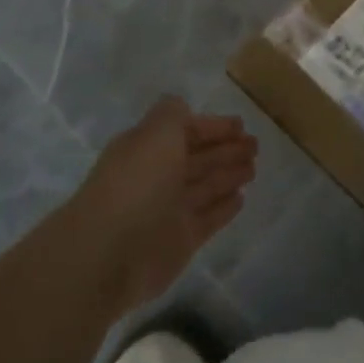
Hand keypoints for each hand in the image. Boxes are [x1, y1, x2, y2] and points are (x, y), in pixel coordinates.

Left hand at [71, 97, 257, 310]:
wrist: (108, 254)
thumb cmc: (136, 183)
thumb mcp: (156, 133)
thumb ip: (172, 115)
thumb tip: (183, 108)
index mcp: (148, 149)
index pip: (185, 131)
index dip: (213, 127)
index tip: (241, 125)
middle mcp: (158, 177)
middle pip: (198, 159)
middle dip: (226, 150)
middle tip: (255, 146)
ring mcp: (169, 211)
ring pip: (206, 187)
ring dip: (229, 175)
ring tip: (253, 169)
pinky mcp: (180, 242)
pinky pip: (209, 219)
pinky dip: (224, 208)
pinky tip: (241, 199)